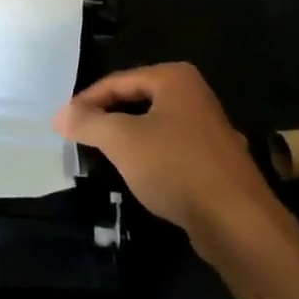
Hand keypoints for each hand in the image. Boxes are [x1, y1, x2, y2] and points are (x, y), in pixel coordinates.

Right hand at [55, 63, 276, 241]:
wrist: (237, 221)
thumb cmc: (176, 166)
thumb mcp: (122, 140)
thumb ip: (89, 124)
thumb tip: (60, 115)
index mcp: (174, 77)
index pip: (119, 81)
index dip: (88, 100)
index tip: (65, 120)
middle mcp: (195, 94)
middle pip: (139, 100)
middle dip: (109, 117)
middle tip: (81, 134)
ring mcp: (210, 128)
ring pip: (157, 126)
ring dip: (130, 138)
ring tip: (105, 154)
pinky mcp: (217, 161)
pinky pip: (173, 149)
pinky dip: (153, 157)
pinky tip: (142, 175)